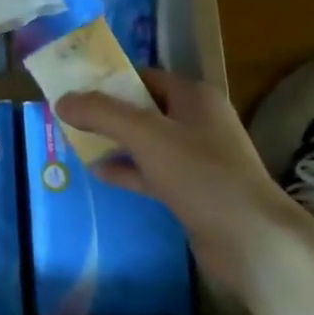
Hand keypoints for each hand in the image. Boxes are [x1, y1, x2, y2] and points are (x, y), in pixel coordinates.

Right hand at [56, 68, 303, 269]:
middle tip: (70, 116)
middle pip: (143, 108)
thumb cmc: (199, 172)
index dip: (109, 80)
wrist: (252, 239)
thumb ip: (100, 113)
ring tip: (76, 143)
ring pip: (147, 142)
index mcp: (194, 96)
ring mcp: (198, 158)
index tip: (75, 87)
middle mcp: (198, 121)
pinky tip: (98, 173)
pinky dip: (128, 170)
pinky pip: (153, 172)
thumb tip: (61, 100)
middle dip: (108, 113)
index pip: (144, 76)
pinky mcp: (194, 190)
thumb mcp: (144, 134)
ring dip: (115, 142)